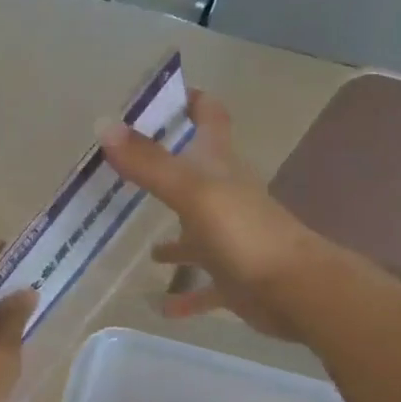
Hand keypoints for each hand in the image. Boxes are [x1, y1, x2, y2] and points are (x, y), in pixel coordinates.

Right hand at [100, 91, 338, 339]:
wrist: (295, 289)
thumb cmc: (244, 233)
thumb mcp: (192, 192)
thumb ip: (150, 163)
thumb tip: (105, 126)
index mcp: (220, 169)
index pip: (210, 119)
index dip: (193, 102)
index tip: (164, 95)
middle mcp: (226, 199)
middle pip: (195, 177)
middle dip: (167, 173)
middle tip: (128, 174)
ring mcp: (230, 240)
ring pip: (196, 237)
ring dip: (174, 243)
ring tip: (145, 252)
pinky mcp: (233, 279)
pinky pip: (203, 287)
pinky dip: (184, 295)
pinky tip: (160, 306)